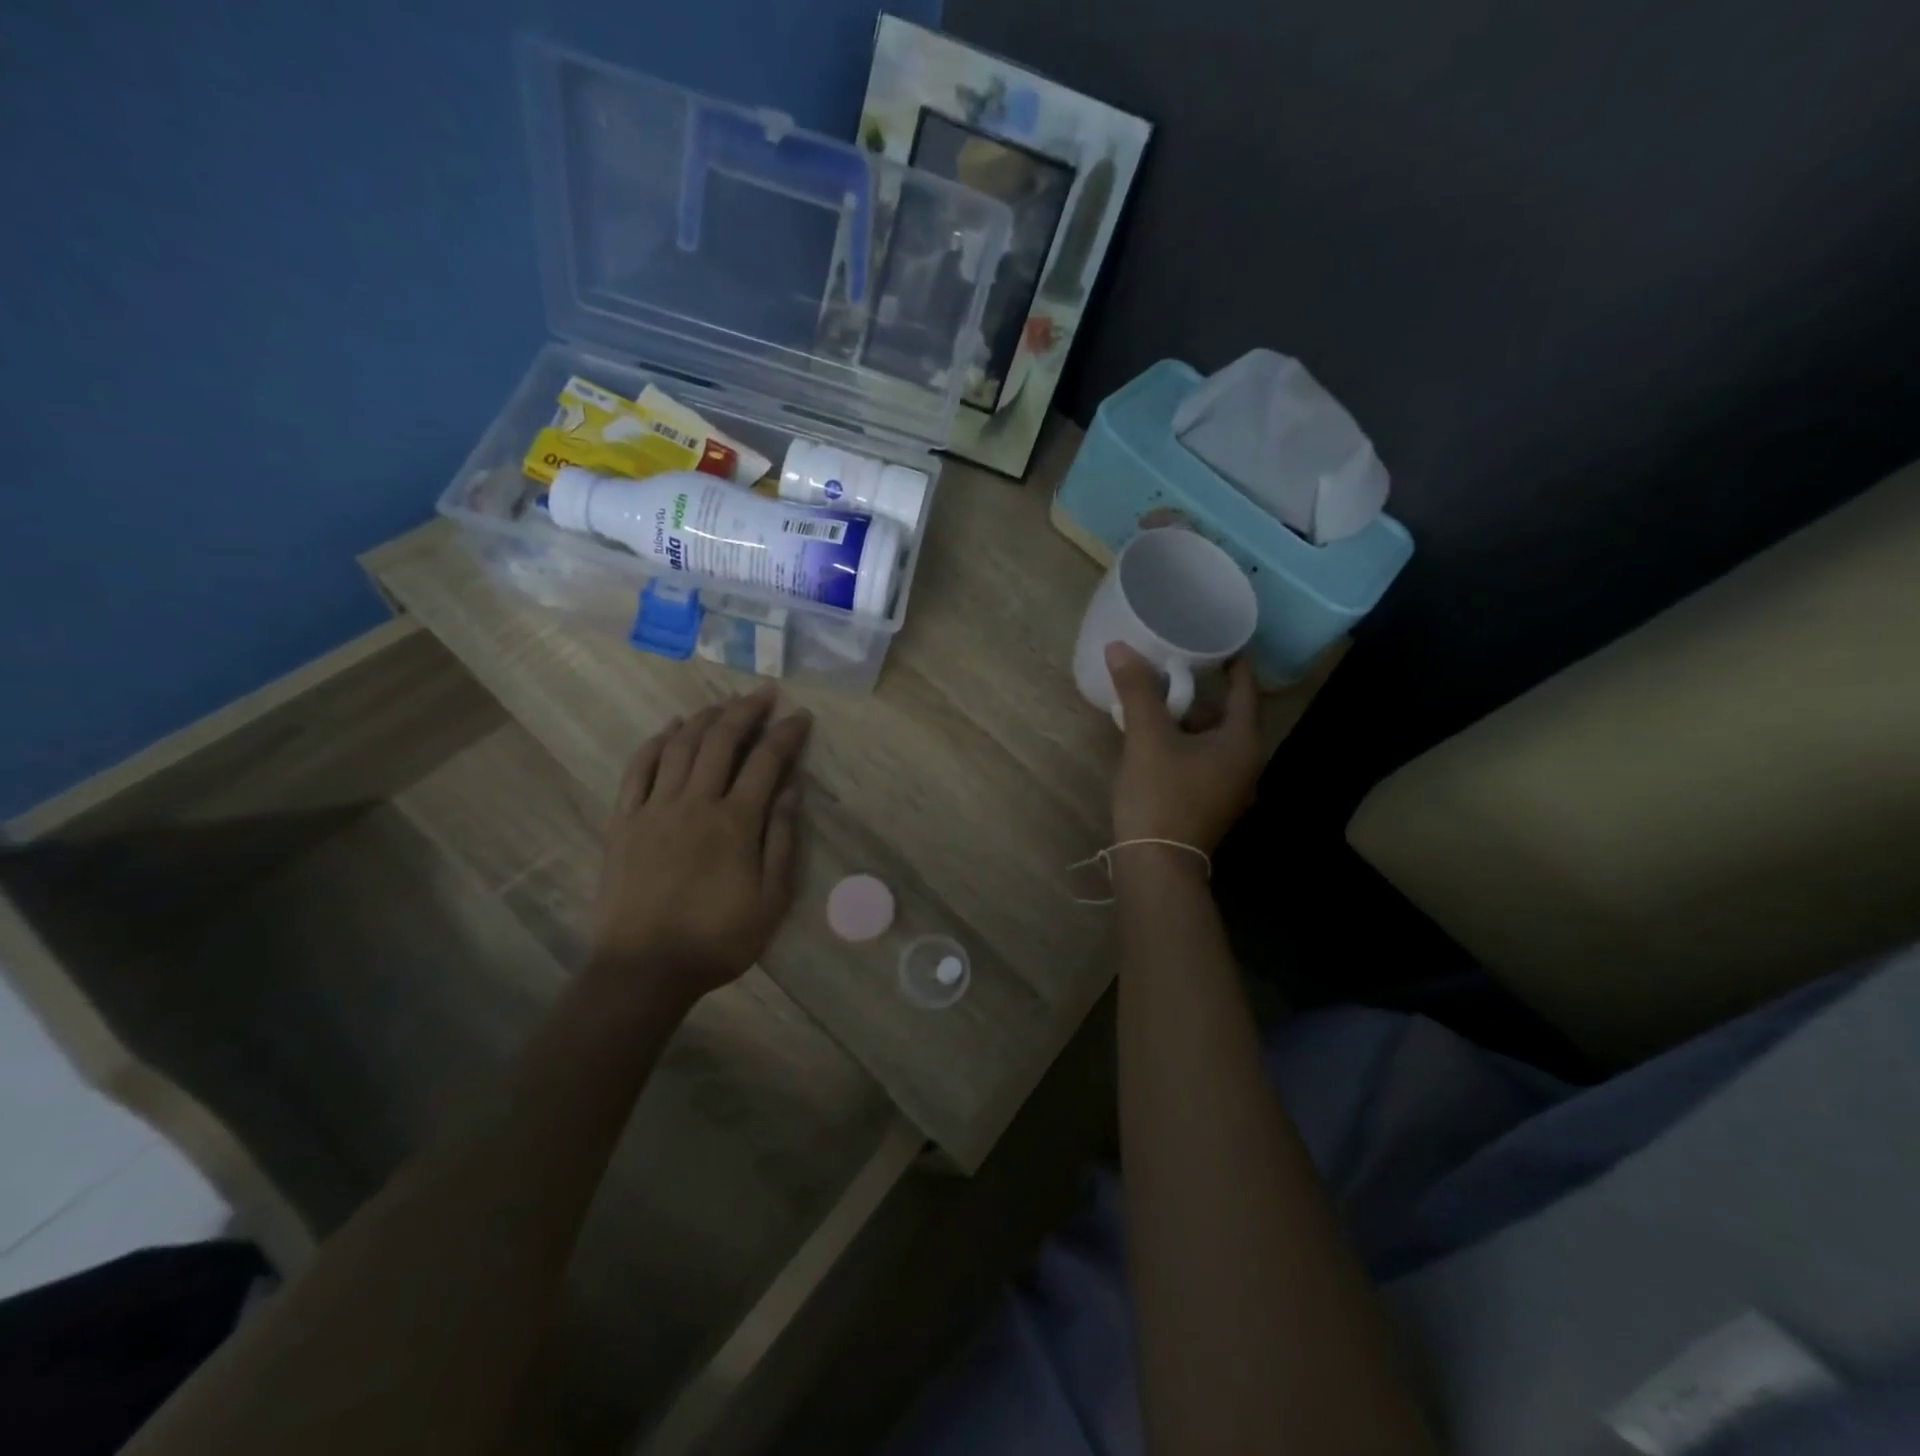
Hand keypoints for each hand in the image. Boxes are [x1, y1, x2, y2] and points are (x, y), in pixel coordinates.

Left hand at [591, 686, 810, 1003]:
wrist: (644, 968)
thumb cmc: (718, 939)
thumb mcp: (771, 899)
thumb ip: (782, 841)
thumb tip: (790, 791)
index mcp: (735, 821)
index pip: (766, 761)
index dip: (786, 733)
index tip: (801, 716)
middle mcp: (694, 802)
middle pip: (721, 740)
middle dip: (746, 710)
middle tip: (764, 694)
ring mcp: (654, 808)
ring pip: (680, 746)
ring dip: (704, 718)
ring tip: (723, 703)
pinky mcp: (624, 821)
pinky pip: (638, 769)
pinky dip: (655, 742)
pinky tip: (670, 729)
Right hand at [1106, 642, 1263, 853]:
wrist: (1156, 865)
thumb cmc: (1161, 795)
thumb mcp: (1147, 738)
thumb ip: (1137, 690)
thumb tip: (1119, 646)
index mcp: (1242, 742)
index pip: (1244, 688)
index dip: (1231, 660)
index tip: (1213, 636)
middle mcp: (1245, 763)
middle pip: (1227, 713)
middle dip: (1202, 687)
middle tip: (1175, 660)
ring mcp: (1229, 787)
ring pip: (1211, 738)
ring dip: (1188, 716)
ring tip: (1157, 694)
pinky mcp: (1209, 803)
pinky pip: (1201, 758)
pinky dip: (1182, 741)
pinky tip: (1153, 735)